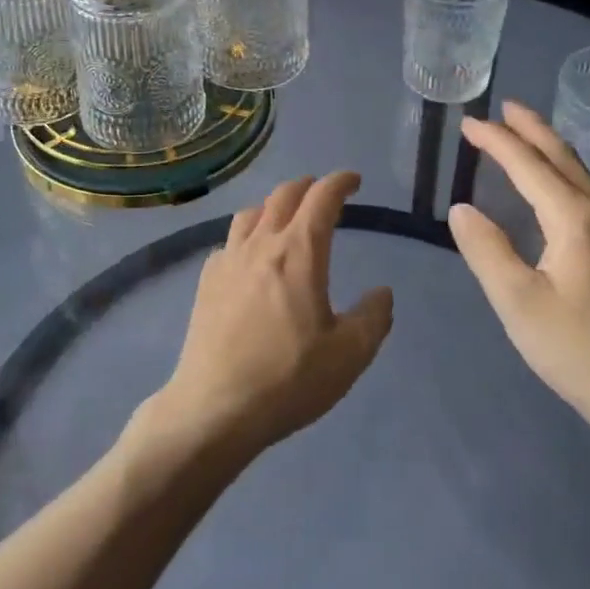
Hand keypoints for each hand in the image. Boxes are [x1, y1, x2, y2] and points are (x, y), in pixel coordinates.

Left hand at [151, 171, 393, 456]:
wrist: (215, 408)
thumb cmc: (288, 379)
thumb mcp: (349, 355)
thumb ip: (373, 318)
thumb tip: (382, 293)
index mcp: (299, 253)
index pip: (321, 198)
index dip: (340, 182)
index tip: (353, 180)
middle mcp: (261, 245)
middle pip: (283, 196)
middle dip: (307, 186)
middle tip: (323, 191)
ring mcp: (228, 261)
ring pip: (251, 213)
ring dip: (274, 205)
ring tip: (286, 216)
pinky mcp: (206, 282)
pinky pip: (229, 241)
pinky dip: (247, 235)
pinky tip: (250, 256)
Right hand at [448, 102, 589, 447]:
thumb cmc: (581, 351)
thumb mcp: (519, 303)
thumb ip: (486, 250)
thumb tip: (462, 209)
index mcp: (575, 219)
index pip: (528, 164)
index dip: (496, 141)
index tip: (468, 123)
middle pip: (564, 158)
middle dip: (532, 129)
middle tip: (505, 108)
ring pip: (583, 176)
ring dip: (552, 149)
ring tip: (529, 136)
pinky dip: (567, 175)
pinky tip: (562, 190)